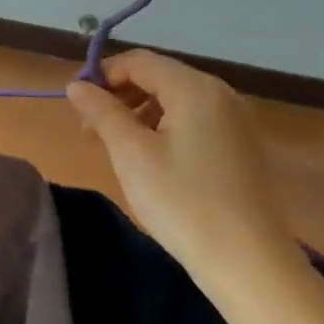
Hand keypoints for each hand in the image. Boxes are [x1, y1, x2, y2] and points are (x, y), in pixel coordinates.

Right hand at [65, 50, 299, 279]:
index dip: (101, 76)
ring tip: (115, 149)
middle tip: (89, 131)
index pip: (138, 61)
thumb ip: (102, 112)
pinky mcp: (241, 147)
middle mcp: (221, 95)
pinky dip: (163, 129)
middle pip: (158, 77)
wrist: (248, 262)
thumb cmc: (182, 202)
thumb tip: (76, 86)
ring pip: (174, 100)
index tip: (76, 107)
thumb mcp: (131, 154)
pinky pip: (193, 121)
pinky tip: (149, 162)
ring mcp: (236, 122)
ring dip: (138, 114)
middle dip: (119, 96)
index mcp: (195, 89)